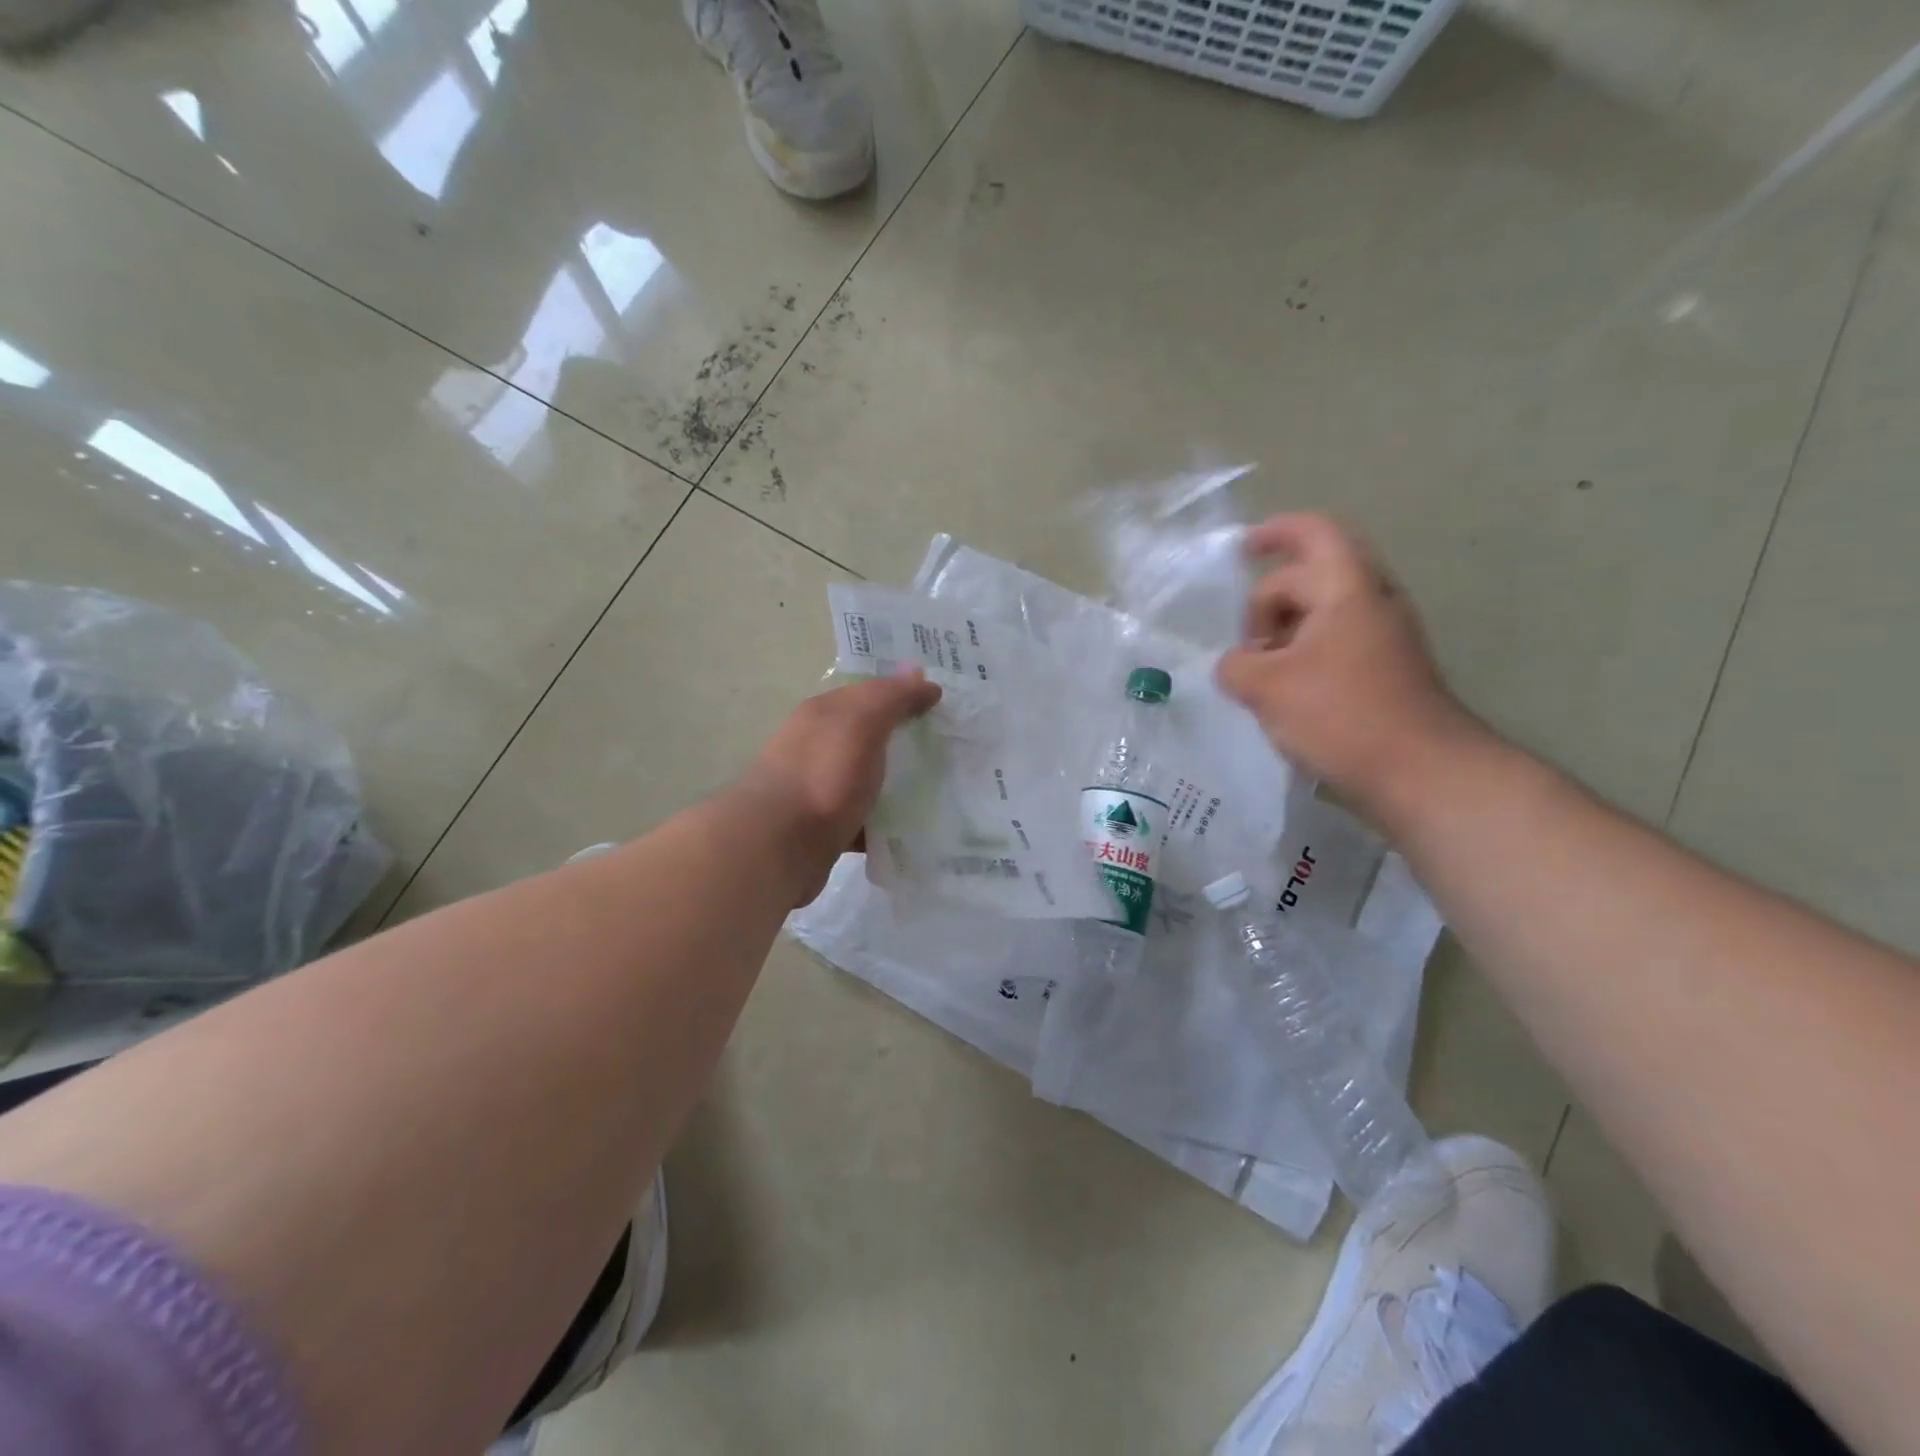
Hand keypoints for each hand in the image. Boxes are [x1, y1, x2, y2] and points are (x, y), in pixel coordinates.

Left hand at [738, 671, 941, 903]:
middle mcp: (818, 746)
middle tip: (953, 748)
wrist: (778, 845)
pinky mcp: (824, 828)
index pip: (871, 692)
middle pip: (871, 736)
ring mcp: (819, 788)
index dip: (906, 694)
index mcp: (824, 713)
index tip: (945, 704)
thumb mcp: (862, 722)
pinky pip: (865, 818)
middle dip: (906, 740)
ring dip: (898, 783)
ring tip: (941, 790)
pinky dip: (886, 822)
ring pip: (868, 779)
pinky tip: (914, 828)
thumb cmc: (824, 774)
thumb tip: (923, 679)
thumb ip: (892, 698)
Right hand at [1216, 514, 1483, 826]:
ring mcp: (1383, 640)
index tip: (1241, 551)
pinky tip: (1283, 699)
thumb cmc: (1341, 715)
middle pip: (1309, 579)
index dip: (1275, 533)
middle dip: (1266, 605)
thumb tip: (1236, 665)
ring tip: (1258, 679)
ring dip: (1282, 637)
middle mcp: (1371, 604)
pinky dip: (1301, 659)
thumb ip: (1235, 665)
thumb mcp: (1267, 687)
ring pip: (1320, 617)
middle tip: (1244, 649)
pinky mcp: (1384, 674)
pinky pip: (1332, 647)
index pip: (1314, 535)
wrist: (1422, 774)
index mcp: (1348, 591)